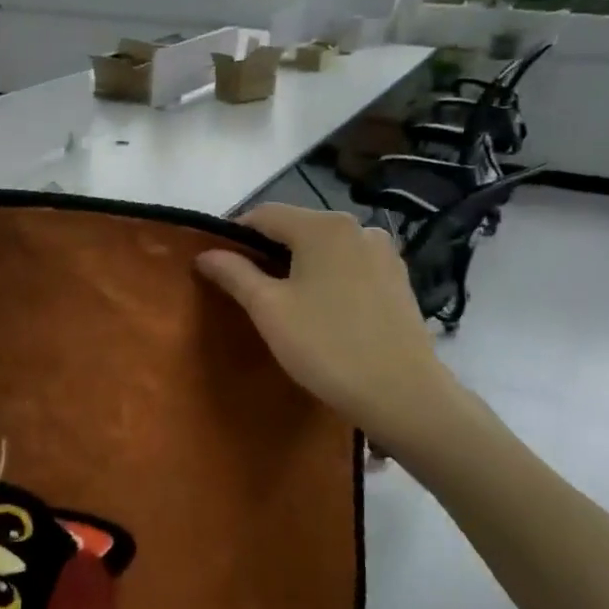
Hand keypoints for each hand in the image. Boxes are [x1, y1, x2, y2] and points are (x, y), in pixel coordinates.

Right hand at [195, 204, 452, 440]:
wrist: (402, 394)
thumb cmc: (326, 347)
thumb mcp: (269, 309)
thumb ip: (234, 273)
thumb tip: (205, 253)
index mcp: (323, 225)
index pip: (263, 214)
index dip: (233, 234)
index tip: (216, 263)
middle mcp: (356, 226)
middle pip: (296, 227)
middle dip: (266, 251)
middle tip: (243, 286)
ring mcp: (383, 251)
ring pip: (324, 248)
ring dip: (297, 264)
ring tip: (281, 300)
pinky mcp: (397, 278)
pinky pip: (349, 265)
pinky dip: (327, 276)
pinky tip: (320, 308)